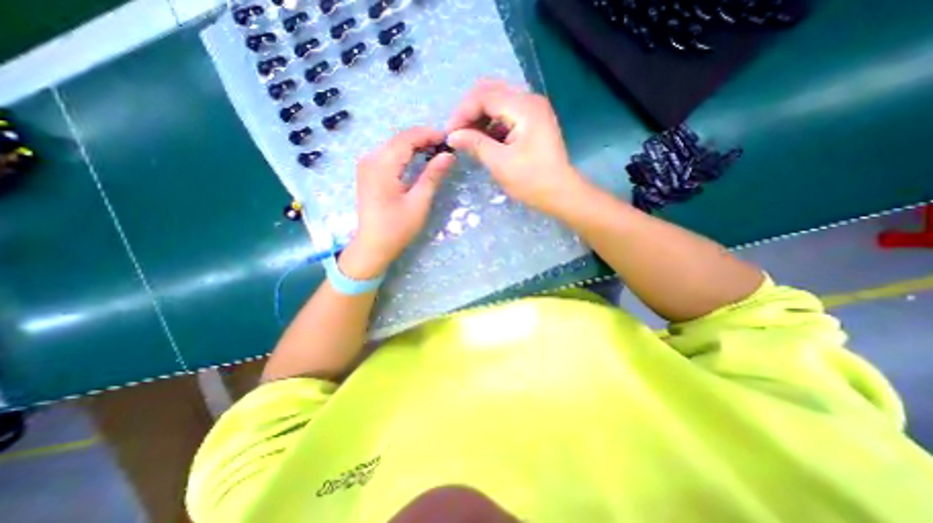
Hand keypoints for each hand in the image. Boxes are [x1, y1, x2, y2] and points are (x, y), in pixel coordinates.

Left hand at [342, 127, 457, 278]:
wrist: (372, 246)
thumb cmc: (397, 228)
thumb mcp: (419, 203)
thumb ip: (432, 176)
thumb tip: (448, 156)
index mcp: (382, 165)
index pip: (406, 138)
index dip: (428, 134)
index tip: (448, 139)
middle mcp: (370, 159)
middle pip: (399, 139)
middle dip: (422, 139)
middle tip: (444, 148)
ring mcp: (366, 165)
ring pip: (393, 145)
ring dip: (414, 146)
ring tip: (434, 153)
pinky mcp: (367, 173)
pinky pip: (388, 155)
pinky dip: (404, 154)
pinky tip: (417, 161)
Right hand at [447, 78, 588, 215]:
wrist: (561, 193)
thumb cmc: (532, 181)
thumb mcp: (500, 163)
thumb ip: (475, 144)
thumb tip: (452, 136)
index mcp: (524, 107)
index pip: (484, 96)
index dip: (462, 112)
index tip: (449, 134)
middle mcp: (530, 100)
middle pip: (490, 92)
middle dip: (469, 111)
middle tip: (457, 132)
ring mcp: (533, 111)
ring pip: (498, 102)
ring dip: (480, 117)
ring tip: (468, 138)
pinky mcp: (533, 123)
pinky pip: (506, 114)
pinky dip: (491, 124)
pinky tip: (484, 140)